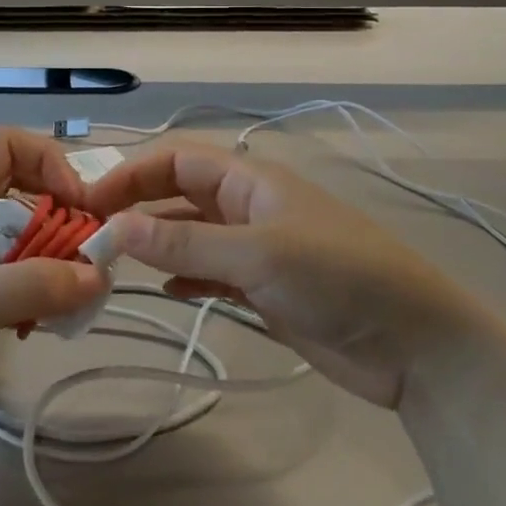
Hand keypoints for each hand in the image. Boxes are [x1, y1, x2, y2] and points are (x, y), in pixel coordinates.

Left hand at [0, 129, 107, 433]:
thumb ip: (32, 286)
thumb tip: (98, 275)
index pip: (6, 144)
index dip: (48, 160)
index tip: (77, 204)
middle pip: (21, 187)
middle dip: (59, 215)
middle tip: (86, 255)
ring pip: (18, 233)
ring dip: (50, 256)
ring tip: (70, 295)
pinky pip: (9, 270)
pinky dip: (33, 287)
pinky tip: (38, 321)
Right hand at [84, 142, 505, 409]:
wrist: (416, 346)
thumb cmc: (338, 277)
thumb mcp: (257, 255)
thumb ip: (184, 245)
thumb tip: (114, 229)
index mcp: (250, 180)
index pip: (177, 160)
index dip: (131, 174)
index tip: (90, 202)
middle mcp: (248, 207)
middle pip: (179, 194)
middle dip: (137, 208)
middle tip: (92, 235)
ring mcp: (256, 249)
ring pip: (191, 236)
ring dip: (156, 245)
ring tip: (114, 264)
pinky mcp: (264, 288)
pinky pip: (210, 272)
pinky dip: (184, 276)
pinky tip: (163, 291)